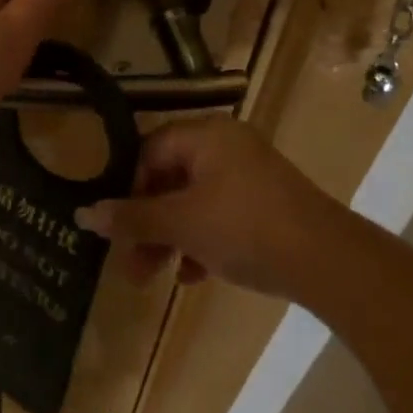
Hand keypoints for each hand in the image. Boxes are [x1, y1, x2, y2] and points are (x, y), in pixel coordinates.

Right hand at [75, 119, 332, 299]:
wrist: (329, 261)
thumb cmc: (245, 227)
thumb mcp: (181, 224)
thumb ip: (132, 218)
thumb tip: (83, 214)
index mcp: (205, 135)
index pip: (149, 151)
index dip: (128, 188)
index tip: (117, 226)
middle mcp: (226, 145)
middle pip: (170, 179)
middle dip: (147, 223)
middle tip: (131, 265)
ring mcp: (250, 174)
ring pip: (194, 201)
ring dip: (171, 237)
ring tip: (156, 277)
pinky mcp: (267, 204)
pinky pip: (222, 215)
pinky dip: (203, 241)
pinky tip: (195, 276)